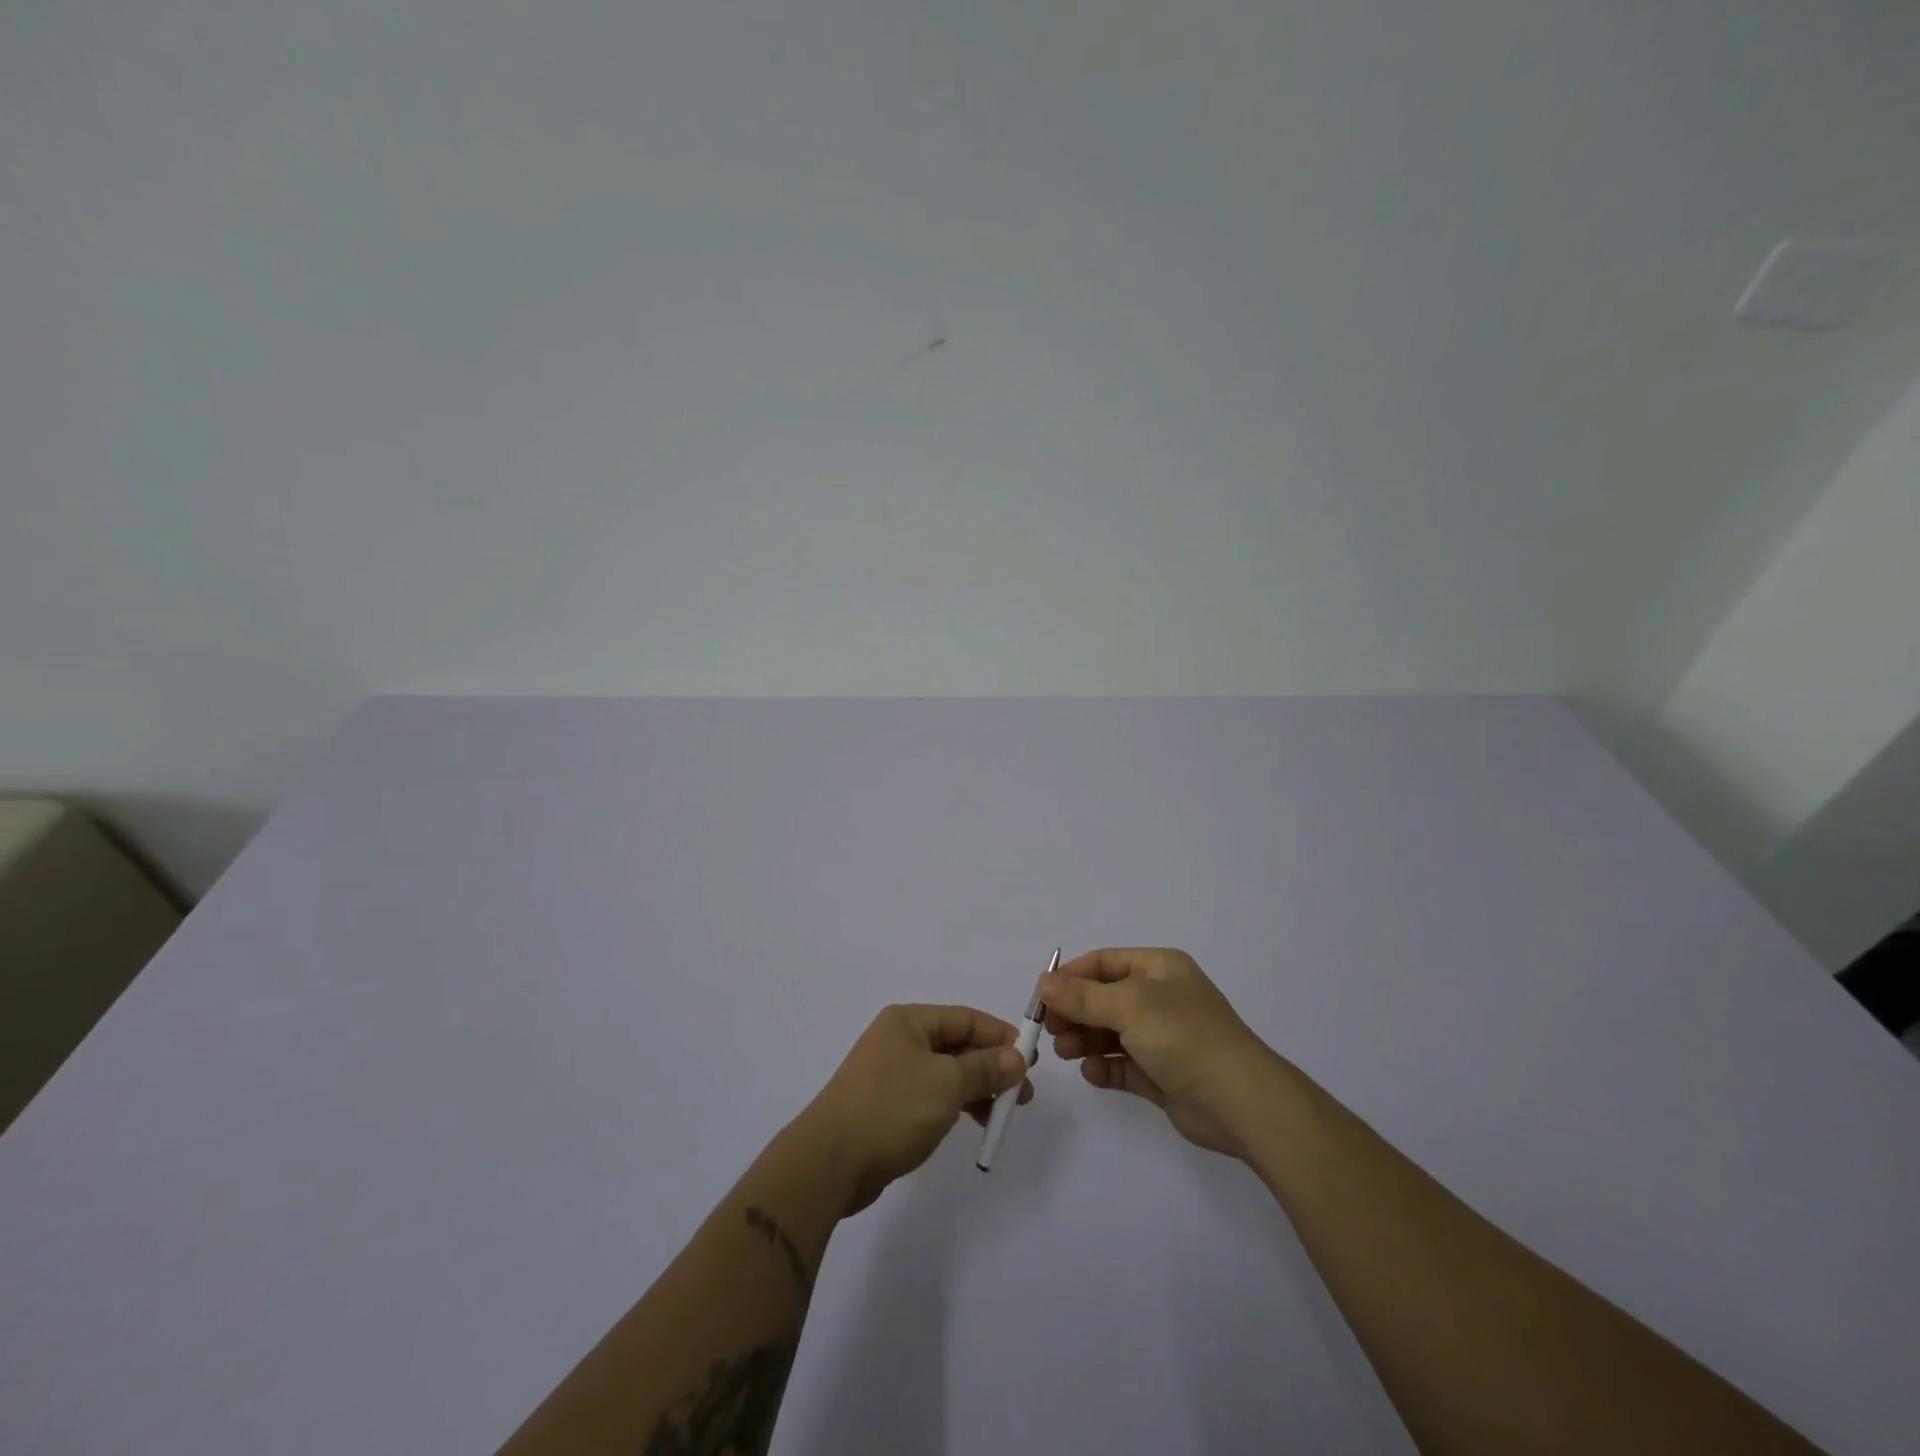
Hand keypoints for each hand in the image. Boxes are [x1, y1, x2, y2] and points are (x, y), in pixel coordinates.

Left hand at [797, 1004, 1033, 1216]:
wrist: (830, 1162)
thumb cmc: (892, 1109)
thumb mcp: (947, 1084)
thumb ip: (985, 1068)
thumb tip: (1016, 1057)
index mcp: (908, 1021)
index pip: (966, 1018)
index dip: (1000, 1036)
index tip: (1031, 1060)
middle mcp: (899, 1040)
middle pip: (957, 1046)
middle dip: (993, 1067)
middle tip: (1024, 1094)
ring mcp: (891, 1074)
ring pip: (946, 1073)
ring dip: (977, 1089)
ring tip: (1003, 1115)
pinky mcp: (887, 1106)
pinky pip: (932, 1096)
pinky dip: (955, 1105)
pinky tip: (972, 1123)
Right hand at [1040, 947, 1275, 1159]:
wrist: (1240, 1101)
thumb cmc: (1183, 1036)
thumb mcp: (1128, 1006)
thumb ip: (1082, 996)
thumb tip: (1042, 981)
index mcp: (1159, 968)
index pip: (1104, 962)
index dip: (1070, 976)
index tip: (1041, 998)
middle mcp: (1161, 998)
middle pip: (1104, 998)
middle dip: (1074, 1012)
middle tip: (1049, 1031)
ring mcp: (1163, 1038)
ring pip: (1111, 1032)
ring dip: (1085, 1040)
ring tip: (1066, 1053)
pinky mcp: (1163, 1075)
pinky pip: (1124, 1065)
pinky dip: (1105, 1067)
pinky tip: (1092, 1073)